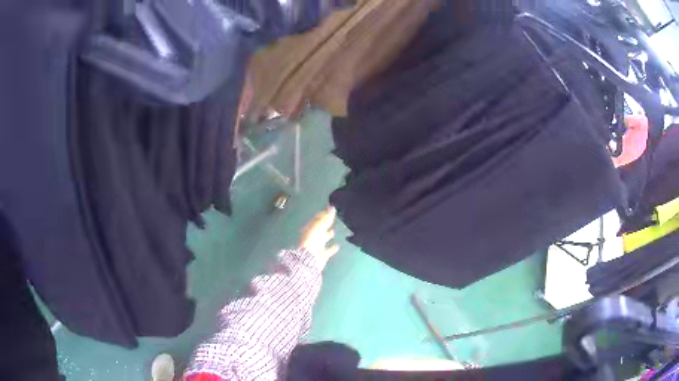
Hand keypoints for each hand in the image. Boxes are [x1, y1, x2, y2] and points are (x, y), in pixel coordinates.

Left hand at [300, 207, 339, 269]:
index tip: (330, 209)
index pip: (317, 219)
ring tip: (334, 230)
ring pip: (323, 238)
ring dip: (328, 234)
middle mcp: (312, 237)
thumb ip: (326, 218)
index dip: (323, 214)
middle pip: (320, 228)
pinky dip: (332, 248)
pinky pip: (328, 250)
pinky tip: (338, 245)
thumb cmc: (312, 241)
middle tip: (333, 218)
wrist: (310, 260)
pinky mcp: (322, 255)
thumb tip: (332, 207)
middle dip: (325, 223)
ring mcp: (317, 246)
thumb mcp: (319, 227)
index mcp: (310, 229)